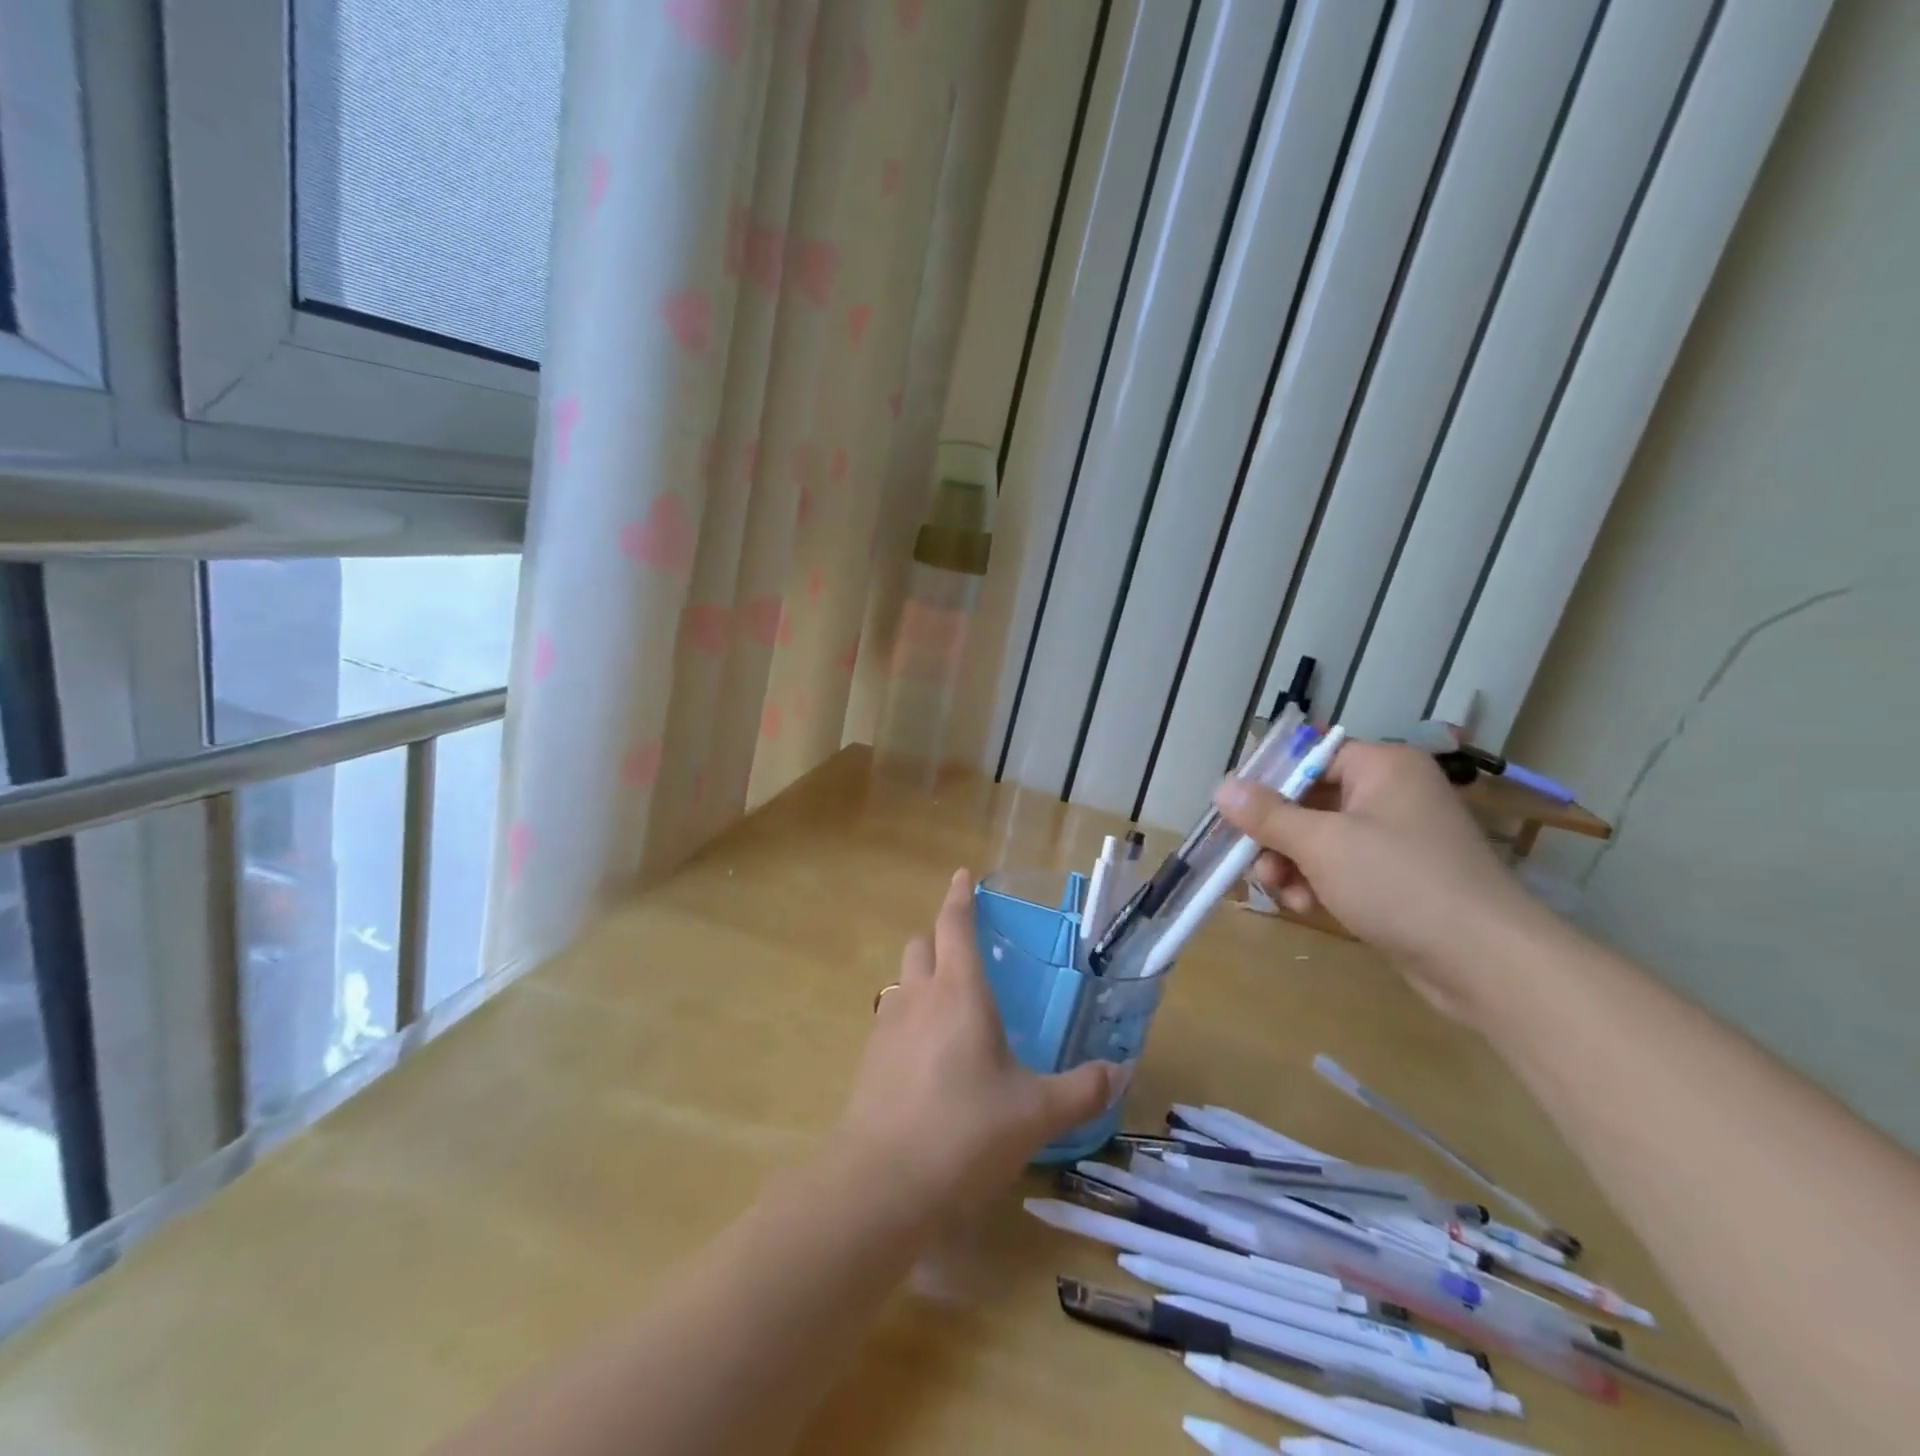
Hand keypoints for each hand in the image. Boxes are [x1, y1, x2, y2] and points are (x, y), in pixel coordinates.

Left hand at [834, 869, 1121, 1206]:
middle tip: (967, 947)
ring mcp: (887, 1026)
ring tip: (950, 1000)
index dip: (960, 896)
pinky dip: (910, 1013)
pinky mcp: (869, 1059)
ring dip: (923, 974)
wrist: (881, 1184)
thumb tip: (1119, 1072)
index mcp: (960, 992)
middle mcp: (919, 997)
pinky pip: (892, 1016)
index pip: (955, 925)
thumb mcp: (1035, 1113)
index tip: (964, 875)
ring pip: (904, 978)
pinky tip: (927, 1050)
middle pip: (922, 944)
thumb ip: (1081, 1090)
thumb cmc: (965, 1131)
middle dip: (941, 935)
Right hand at [1213, 742, 1543, 1023]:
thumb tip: (1223, 787)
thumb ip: (1268, 815)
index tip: (1234, 809)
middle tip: (1252, 861)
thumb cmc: (1399, 882)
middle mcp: (1391, 794)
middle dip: (1276, 834)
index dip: (1269, 780)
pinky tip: (1306, 906)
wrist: (1485, 961)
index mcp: (1382, 767)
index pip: (1310, 756)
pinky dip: (1318, 883)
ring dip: (1291, 864)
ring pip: (1320, 839)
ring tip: (1280, 891)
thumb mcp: (1322, 843)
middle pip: (1310, 801)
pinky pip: (1342, 868)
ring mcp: (1396, 839)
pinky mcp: (1397, 879)